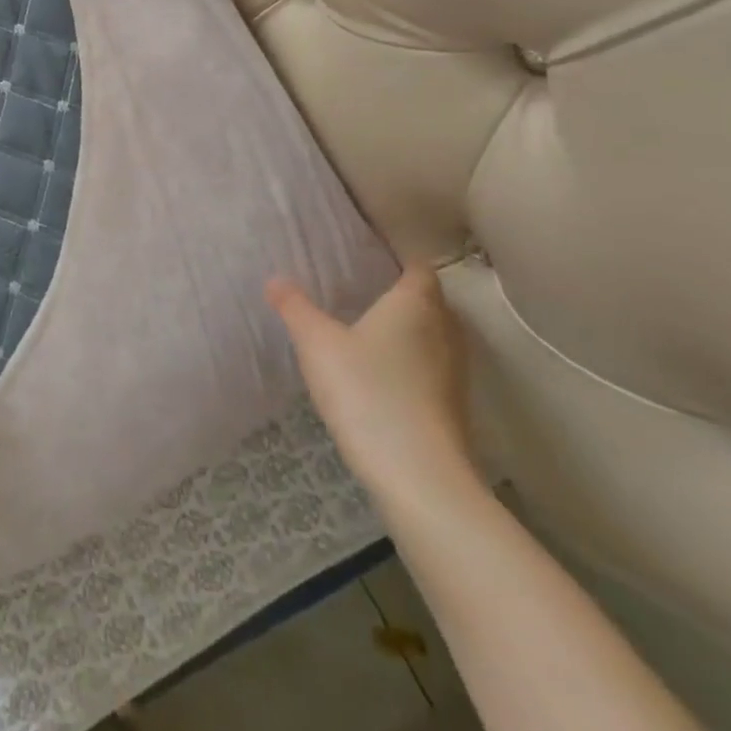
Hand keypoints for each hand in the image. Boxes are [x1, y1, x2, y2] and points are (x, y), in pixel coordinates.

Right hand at [266, 264, 476, 507]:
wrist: (419, 476)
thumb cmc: (368, 392)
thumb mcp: (317, 344)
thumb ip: (296, 308)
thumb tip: (275, 279)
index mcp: (416, 305)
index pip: (418, 267)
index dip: (399, 257)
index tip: (371, 254)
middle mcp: (444, 332)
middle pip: (431, 301)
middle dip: (404, 293)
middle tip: (364, 289)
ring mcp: (455, 373)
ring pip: (435, 336)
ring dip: (411, 330)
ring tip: (370, 329)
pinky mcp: (452, 408)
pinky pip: (433, 369)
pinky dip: (413, 363)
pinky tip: (382, 374)